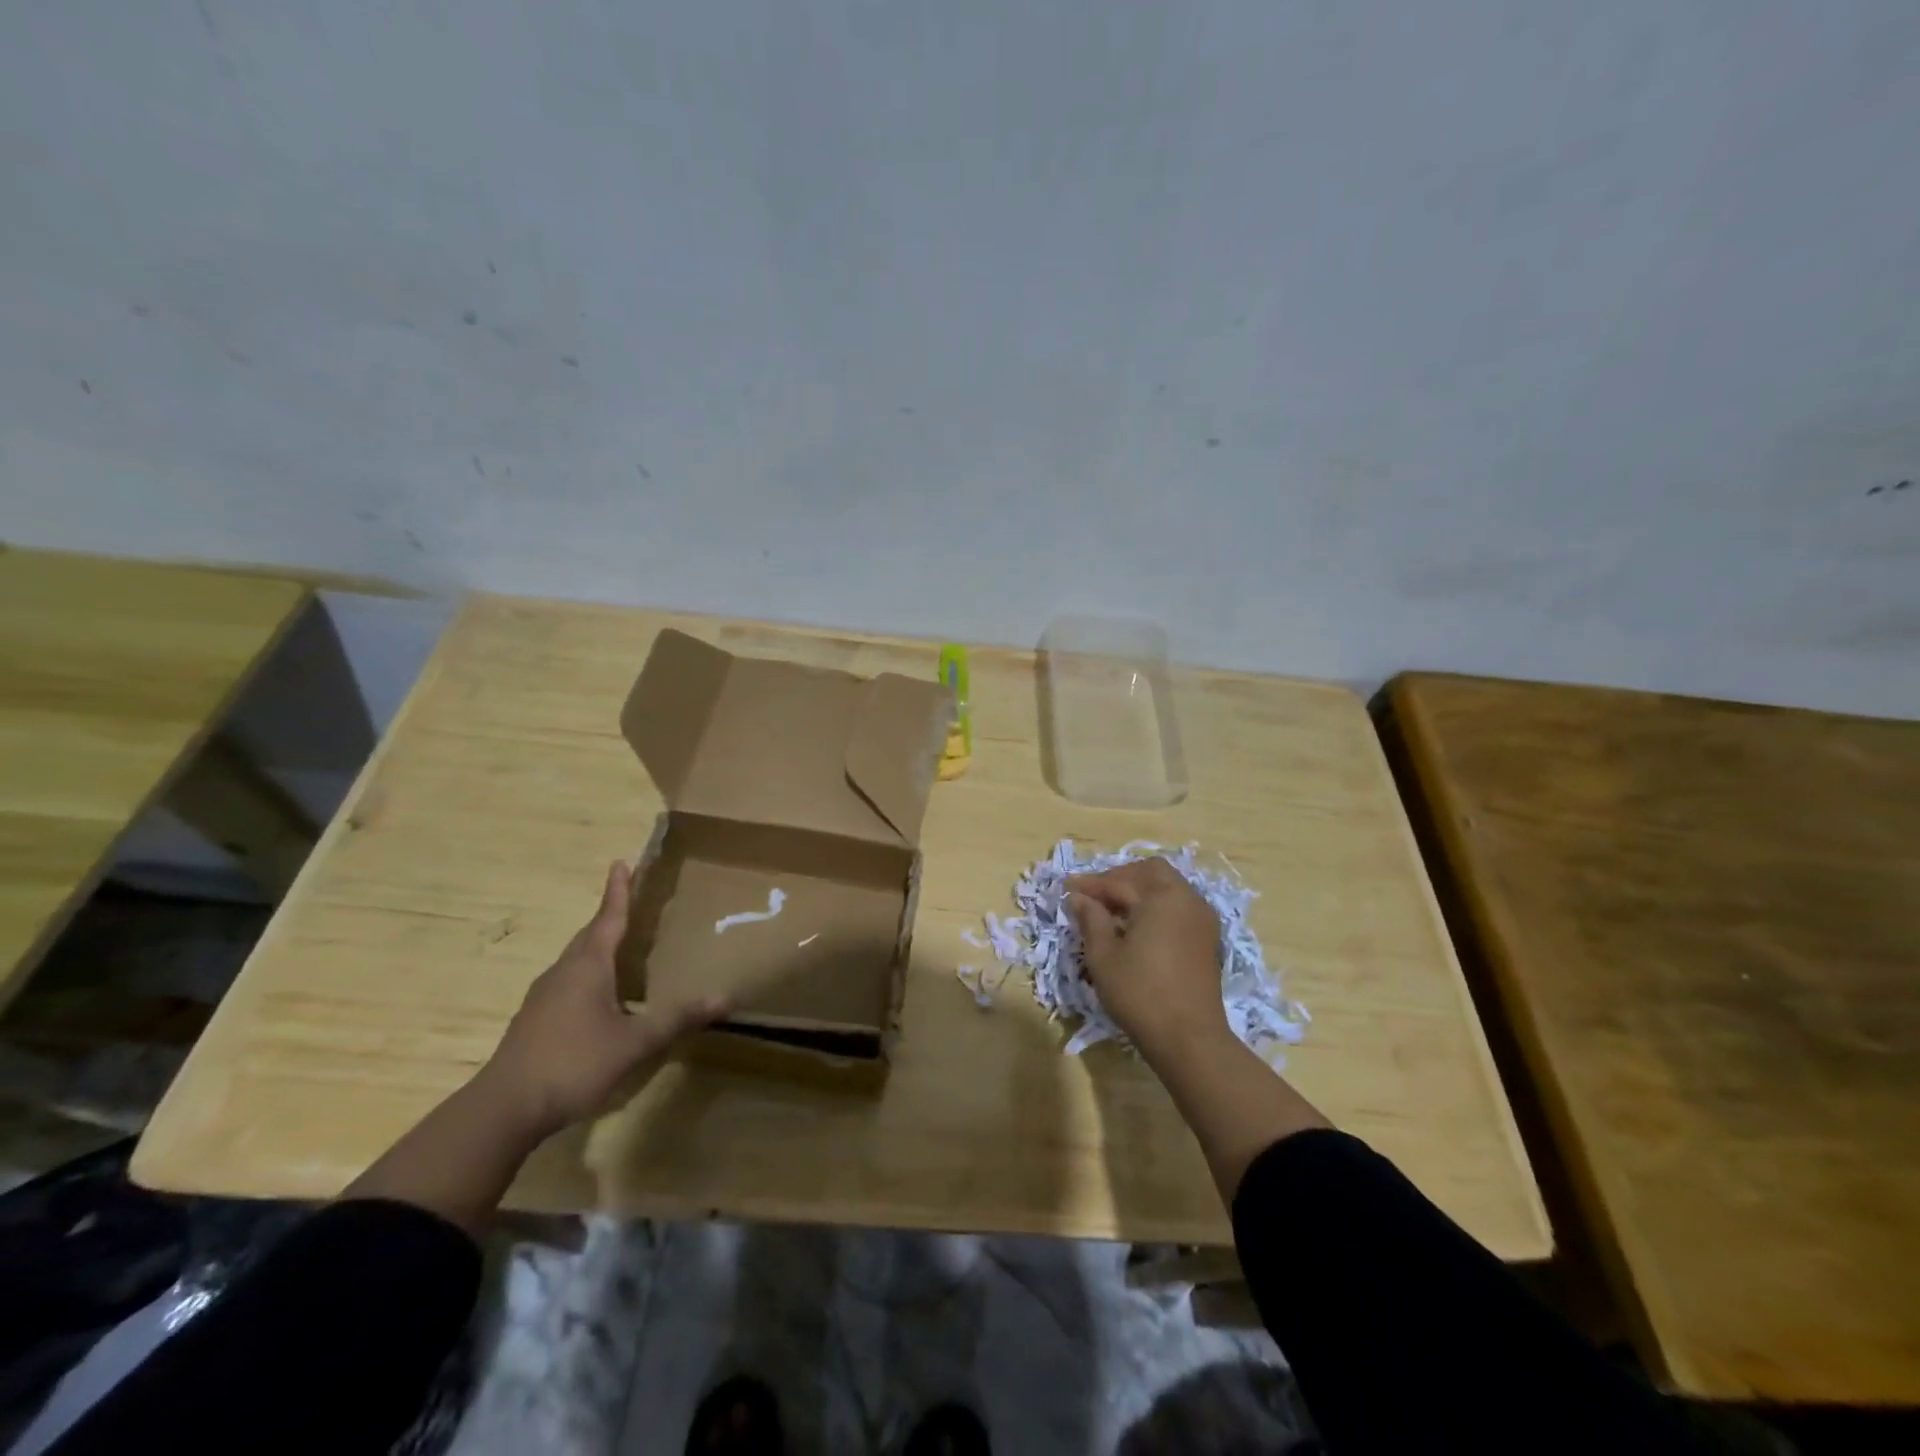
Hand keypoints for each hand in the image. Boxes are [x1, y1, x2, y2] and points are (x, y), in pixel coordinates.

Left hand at [482, 861, 728, 1138]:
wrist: (503, 1110)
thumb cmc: (572, 1063)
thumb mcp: (634, 1042)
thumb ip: (678, 1019)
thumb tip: (726, 997)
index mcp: (588, 966)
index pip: (608, 918)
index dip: (618, 891)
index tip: (621, 862)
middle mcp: (563, 973)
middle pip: (589, 936)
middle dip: (610, 917)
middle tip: (630, 903)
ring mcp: (543, 998)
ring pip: (576, 961)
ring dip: (597, 947)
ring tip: (620, 948)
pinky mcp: (534, 1022)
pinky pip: (567, 984)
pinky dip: (587, 976)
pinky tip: (600, 999)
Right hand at [1067, 858, 1229, 1067]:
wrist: (1189, 1039)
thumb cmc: (1140, 993)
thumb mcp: (1103, 956)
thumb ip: (1091, 919)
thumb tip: (1080, 898)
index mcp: (1161, 896)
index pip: (1119, 880)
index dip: (1090, 884)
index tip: (1067, 888)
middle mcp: (1186, 898)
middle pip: (1150, 872)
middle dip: (1119, 878)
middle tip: (1093, 894)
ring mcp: (1201, 918)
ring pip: (1168, 887)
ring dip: (1139, 890)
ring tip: (1112, 910)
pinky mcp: (1207, 938)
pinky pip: (1178, 906)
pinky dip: (1156, 906)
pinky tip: (1136, 926)